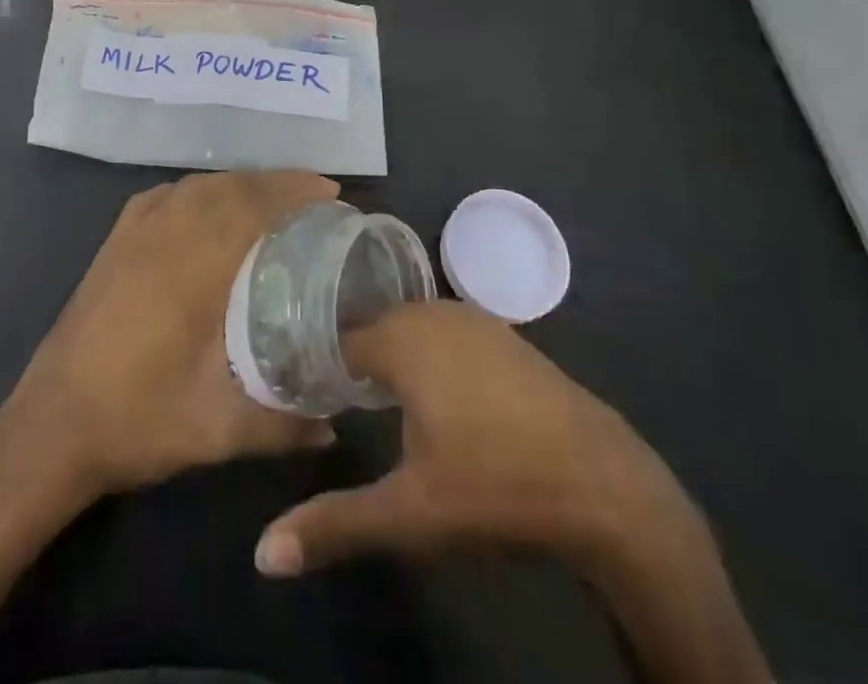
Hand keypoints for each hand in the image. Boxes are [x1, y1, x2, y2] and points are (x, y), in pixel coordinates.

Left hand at [0, 170, 339, 503]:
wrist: (51, 428)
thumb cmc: (137, 421)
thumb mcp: (217, 431)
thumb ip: (282, 425)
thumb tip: (335, 424)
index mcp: (194, 266)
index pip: (253, 206)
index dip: (295, 192)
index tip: (332, 196)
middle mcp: (165, 234)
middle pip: (230, 187)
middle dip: (277, 182)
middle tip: (317, 194)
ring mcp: (135, 232)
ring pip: (199, 185)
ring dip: (241, 182)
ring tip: (275, 195)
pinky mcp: (116, 240)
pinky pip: (167, 194)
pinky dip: (201, 188)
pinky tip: (212, 202)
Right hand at [255, 301, 699, 575]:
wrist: (605, 485)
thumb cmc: (495, 487)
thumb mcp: (409, 514)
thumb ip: (334, 523)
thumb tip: (263, 553)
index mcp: (403, 338)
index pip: (339, 339)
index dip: (318, 366)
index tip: (302, 395)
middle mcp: (435, 313)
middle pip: (375, 329)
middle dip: (352, 361)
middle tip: (331, 401)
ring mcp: (476, 320)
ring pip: (413, 330)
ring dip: (392, 359)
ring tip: (372, 401)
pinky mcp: (506, 337)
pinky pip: (447, 336)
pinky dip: (429, 357)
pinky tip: (435, 398)